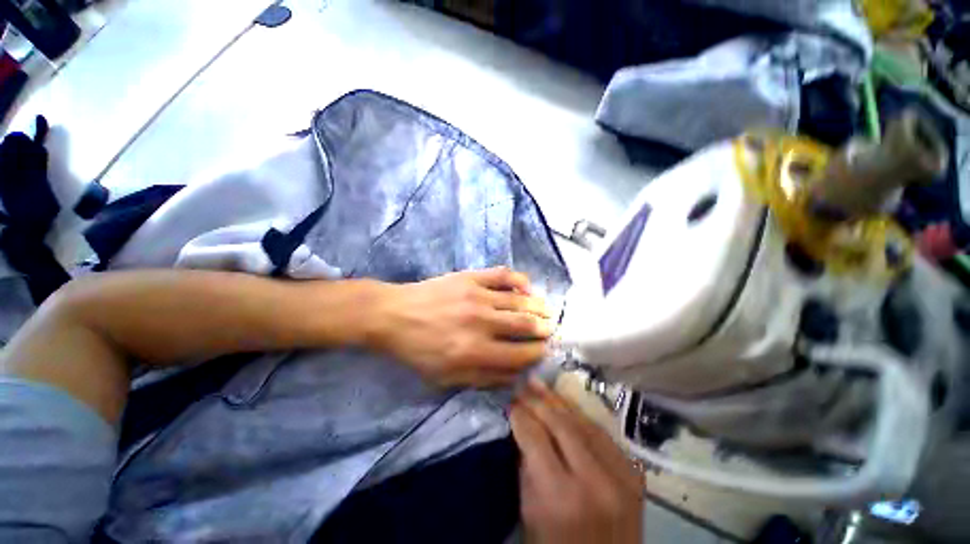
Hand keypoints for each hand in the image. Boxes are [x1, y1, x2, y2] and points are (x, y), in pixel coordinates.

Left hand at [367, 267, 552, 386]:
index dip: (538, 353)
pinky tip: (527, 286)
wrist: (392, 315)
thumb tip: (516, 374)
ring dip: (538, 306)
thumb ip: (484, 378)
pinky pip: (504, 275)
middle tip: (550, 330)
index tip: (544, 351)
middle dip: (544, 329)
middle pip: (526, 325)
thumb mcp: (445, 377)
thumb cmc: (417, 350)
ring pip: (520, 300)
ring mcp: (477, 295)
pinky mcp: (471, 277)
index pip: (520, 354)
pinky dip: (520, 280)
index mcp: (474, 352)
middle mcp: (481, 322)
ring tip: (546, 311)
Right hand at [511, 380, 643, 543]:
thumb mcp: (530, 512)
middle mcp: (595, 481)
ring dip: (558, 400)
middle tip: (522, 386)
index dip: (520, 415)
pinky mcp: (634, 473)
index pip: (535, 437)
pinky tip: (565, 403)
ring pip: (583, 422)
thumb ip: (526, 464)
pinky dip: (580, 415)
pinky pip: (601, 432)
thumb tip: (521, 424)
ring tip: (540, 383)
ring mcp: (621, 476)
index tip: (509, 402)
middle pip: (561, 424)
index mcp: (561, 497)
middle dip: (537, 401)